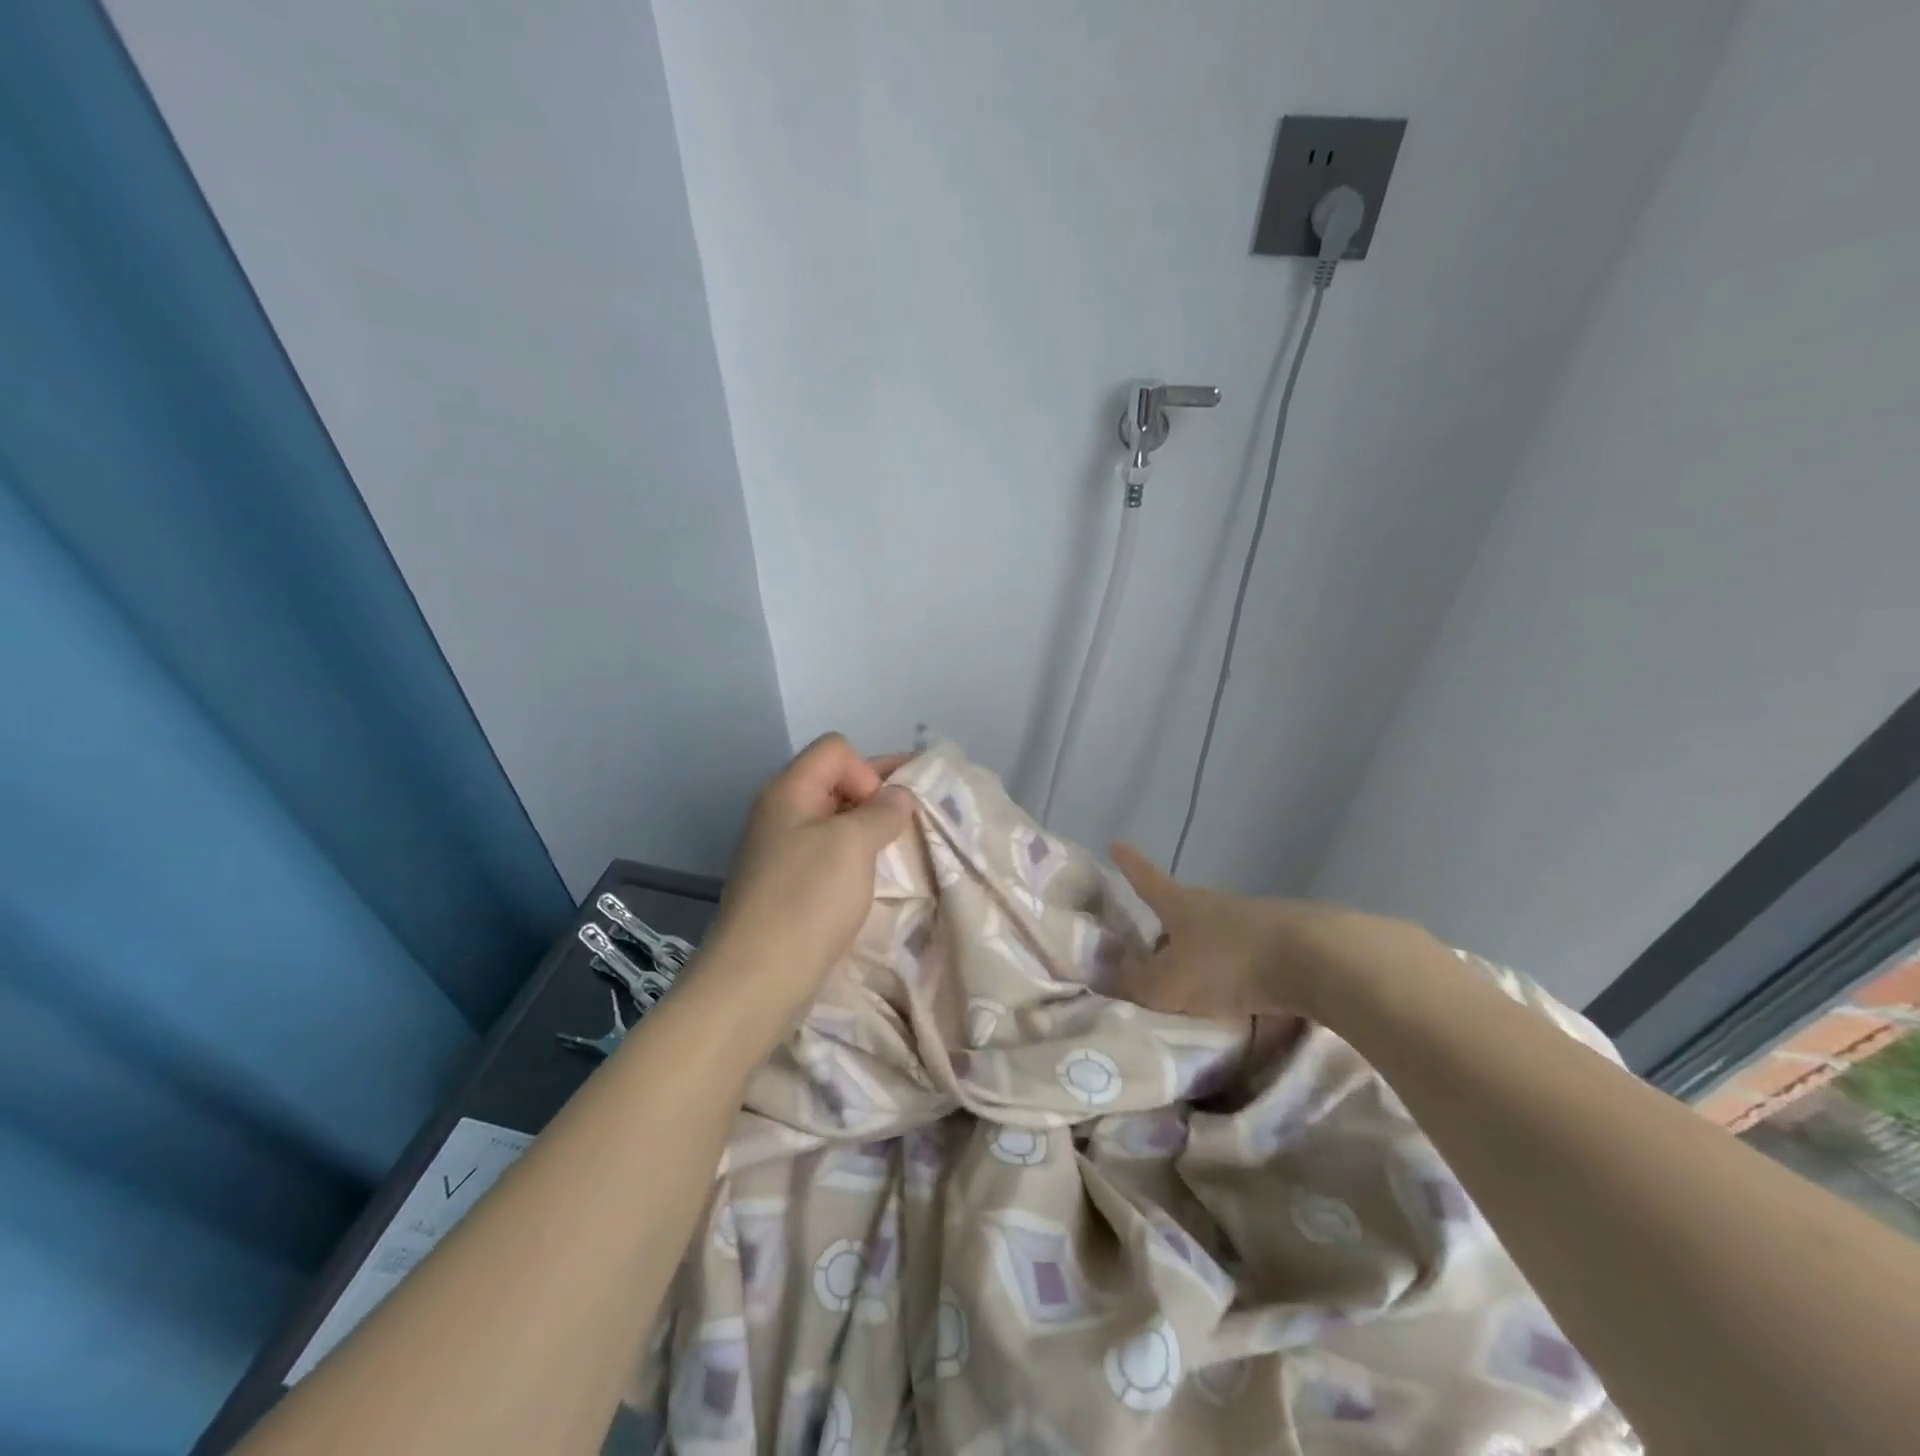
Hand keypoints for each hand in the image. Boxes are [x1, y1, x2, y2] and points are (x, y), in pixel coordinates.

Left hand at [703, 734, 915, 1021]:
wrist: (758, 977)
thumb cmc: (807, 900)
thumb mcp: (852, 845)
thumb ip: (882, 811)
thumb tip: (898, 797)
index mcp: (789, 791)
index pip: (837, 749)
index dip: (868, 770)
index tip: (882, 813)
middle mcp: (781, 812)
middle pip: (835, 780)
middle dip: (877, 794)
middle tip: (917, 816)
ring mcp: (782, 850)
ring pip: (834, 819)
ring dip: (868, 826)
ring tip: (901, 847)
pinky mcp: (787, 883)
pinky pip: (828, 851)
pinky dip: (855, 854)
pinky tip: (875, 875)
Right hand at [1109, 843, 1437, 1022]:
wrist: (1318, 961)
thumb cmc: (1229, 964)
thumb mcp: (1170, 983)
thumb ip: (1136, 983)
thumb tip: (1107, 975)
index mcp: (1182, 905)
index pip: (1147, 879)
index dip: (1130, 865)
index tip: (1116, 843)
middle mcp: (1216, 904)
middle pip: (1184, 909)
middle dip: (1168, 924)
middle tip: (1154, 944)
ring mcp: (1256, 920)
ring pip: (1218, 934)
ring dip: (1205, 952)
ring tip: (1198, 982)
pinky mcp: (1289, 941)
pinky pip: (1251, 956)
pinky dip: (1239, 972)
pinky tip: (1242, 997)